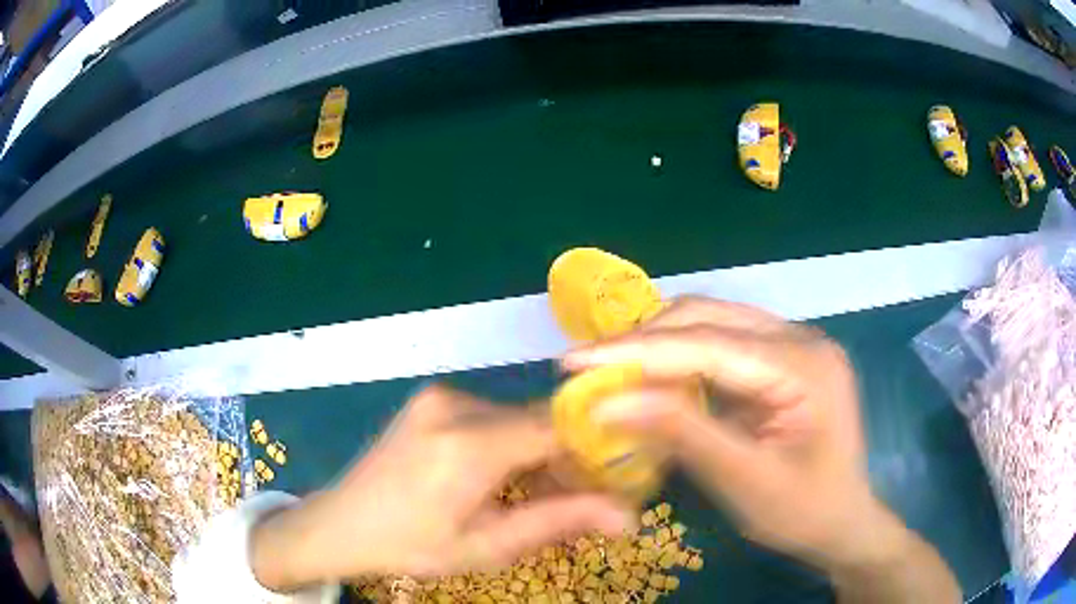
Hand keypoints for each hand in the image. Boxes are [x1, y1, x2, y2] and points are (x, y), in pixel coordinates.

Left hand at [250, 386, 634, 591]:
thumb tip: (628, 516)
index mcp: (468, 446)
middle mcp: (456, 405)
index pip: (557, 426)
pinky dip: (510, 444)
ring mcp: (440, 396)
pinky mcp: (432, 398)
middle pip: (539, 421)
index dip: (596, 444)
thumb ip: (558, 522)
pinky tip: (505, 478)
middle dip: (567, 459)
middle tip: (580, 500)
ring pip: (518, 418)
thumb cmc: (412, 545)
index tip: (621, 473)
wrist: (342, 523)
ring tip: (539, 496)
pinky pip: (492, 415)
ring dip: (538, 454)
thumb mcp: (487, 546)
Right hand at [563, 296, 959, 601]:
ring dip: (659, 345)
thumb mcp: (744, 482)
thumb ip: (682, 435)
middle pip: (710, 319)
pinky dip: (681, 358)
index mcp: (805, 366)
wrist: (843, 522)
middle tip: (586, 367)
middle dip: (643, 341)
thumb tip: (607, 404)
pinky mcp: (782, 360)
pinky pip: (723, 344)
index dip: (637, 351)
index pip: (710, 343)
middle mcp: (801, 338)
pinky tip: (653, 377)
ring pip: (714, 324)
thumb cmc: (804, 512)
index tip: (574, 361)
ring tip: (610, 370)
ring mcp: (794, 345)